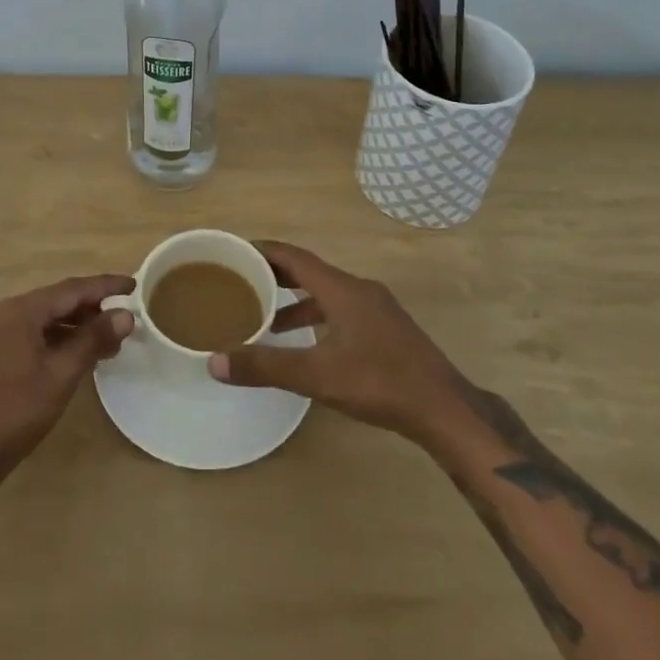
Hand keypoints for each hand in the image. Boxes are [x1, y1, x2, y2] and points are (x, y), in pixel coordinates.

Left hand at [0, 275, 134, 518]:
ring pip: (44, 319)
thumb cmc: (15, 412)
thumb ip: (93, 340)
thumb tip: (126, 315)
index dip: (105, 286)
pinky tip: (76, 355)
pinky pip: (31, 334)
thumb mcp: (61, 375)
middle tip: (124, 319)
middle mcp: (5, 313)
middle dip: (92, 308)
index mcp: (20, 311)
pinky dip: (56, 339)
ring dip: (75, 326)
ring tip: (107, 341)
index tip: (133, 285)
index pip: (71, 289)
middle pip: (56, 301)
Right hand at [208, 241, 468, 447]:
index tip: (236, 251)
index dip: (264, 251)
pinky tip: (307, 342)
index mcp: (343, 289)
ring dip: (296, 300)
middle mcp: (359, 289)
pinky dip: (317, 316)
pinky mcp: (386, 329)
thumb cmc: (380, 383)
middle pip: (310, 271)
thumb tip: (215, 362)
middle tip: (242, 280)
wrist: (444, 409)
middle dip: (276, 274)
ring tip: (266, 317)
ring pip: (327, 293)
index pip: (295, 257)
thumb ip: (266, 367)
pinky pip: (341, 310)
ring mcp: (377, 309)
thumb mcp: (318, 376)